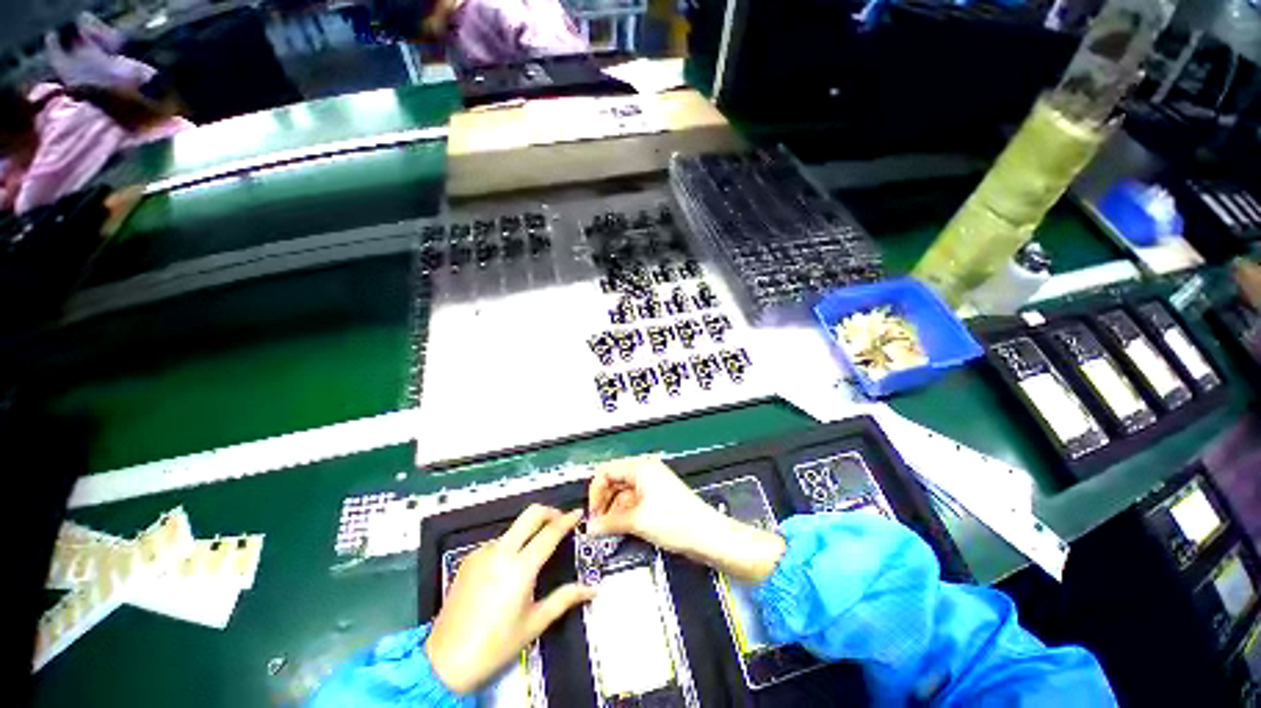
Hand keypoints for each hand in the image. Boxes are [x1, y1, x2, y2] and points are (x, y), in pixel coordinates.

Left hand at [426, 505, 593, 693]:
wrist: (444, 662)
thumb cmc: (496, 645)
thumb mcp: (535, 623)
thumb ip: (565, 599)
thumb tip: (592, 590)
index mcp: (520, 567)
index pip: (550, 532)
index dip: (567, 520)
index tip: (578, 513)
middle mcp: (501, 551)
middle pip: (531, 514)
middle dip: (550, 512)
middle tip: (561, 522)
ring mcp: (483, 553)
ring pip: (514, 527)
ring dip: (530, 530)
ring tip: (536, 551)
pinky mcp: (469, 559)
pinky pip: (498, 542)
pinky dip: (512, 544)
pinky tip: (511, 567)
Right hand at [587, 456, 785, 582]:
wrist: (706, 535)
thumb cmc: (677, 521)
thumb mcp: (637, 520)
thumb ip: (609, 522)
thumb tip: (590, 526)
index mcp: (641, 467)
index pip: (606, 471)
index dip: (596, 491)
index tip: (592, 512)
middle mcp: (645, 471)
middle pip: (614, 481)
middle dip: (604, 501)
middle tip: (598, 524)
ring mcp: (652, 484)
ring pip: (623, 493)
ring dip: (614, 509)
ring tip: (608, 529)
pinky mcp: (657, 498)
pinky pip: (633, 501)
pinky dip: (625, 513)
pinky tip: (621, 528)